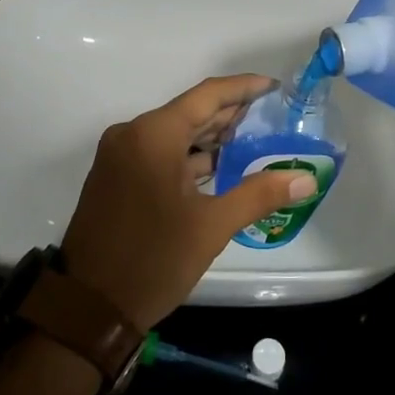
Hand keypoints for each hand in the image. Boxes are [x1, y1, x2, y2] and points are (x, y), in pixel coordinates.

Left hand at [61, 75, 315, 329]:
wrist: (89, 308)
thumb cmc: (153, 260)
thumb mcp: (212, 226)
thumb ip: (260, 194)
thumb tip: (306, 179)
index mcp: (153, 134)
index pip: (206, 96)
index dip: (243, 88)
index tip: (273, 87)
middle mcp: (132, 134)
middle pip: (189, 112)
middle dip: (229, 113)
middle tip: (270, 115)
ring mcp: (119, 155)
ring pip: (173, 134)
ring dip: (209, 137)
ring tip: (251, 139)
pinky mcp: (114, 176)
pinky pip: (158, 152)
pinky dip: (188, 156)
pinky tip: (217, 166)